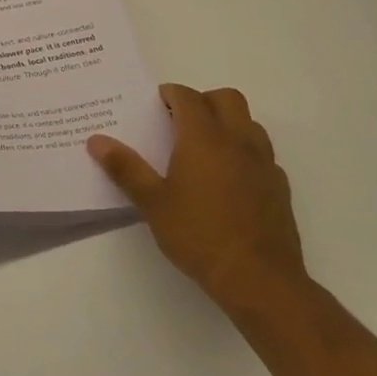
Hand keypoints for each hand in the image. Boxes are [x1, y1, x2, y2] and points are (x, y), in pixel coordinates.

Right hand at [88, 84, 306, 318]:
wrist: (260, 281)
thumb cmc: (199, 235)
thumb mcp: (153, 203)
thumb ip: (125, 168)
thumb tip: (96, 140)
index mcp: (204, 137)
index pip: (188, 97)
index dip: (170, 94)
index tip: (156, 105)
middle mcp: (237, 140)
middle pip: (227, 98)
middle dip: (203, 101)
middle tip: (181, 121)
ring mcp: (264, 163)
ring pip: (250, 123)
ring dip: (228, 123)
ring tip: (205, 148)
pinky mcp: (280, 187)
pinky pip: (263, 154)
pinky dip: (245, 153)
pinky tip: (230, 180)